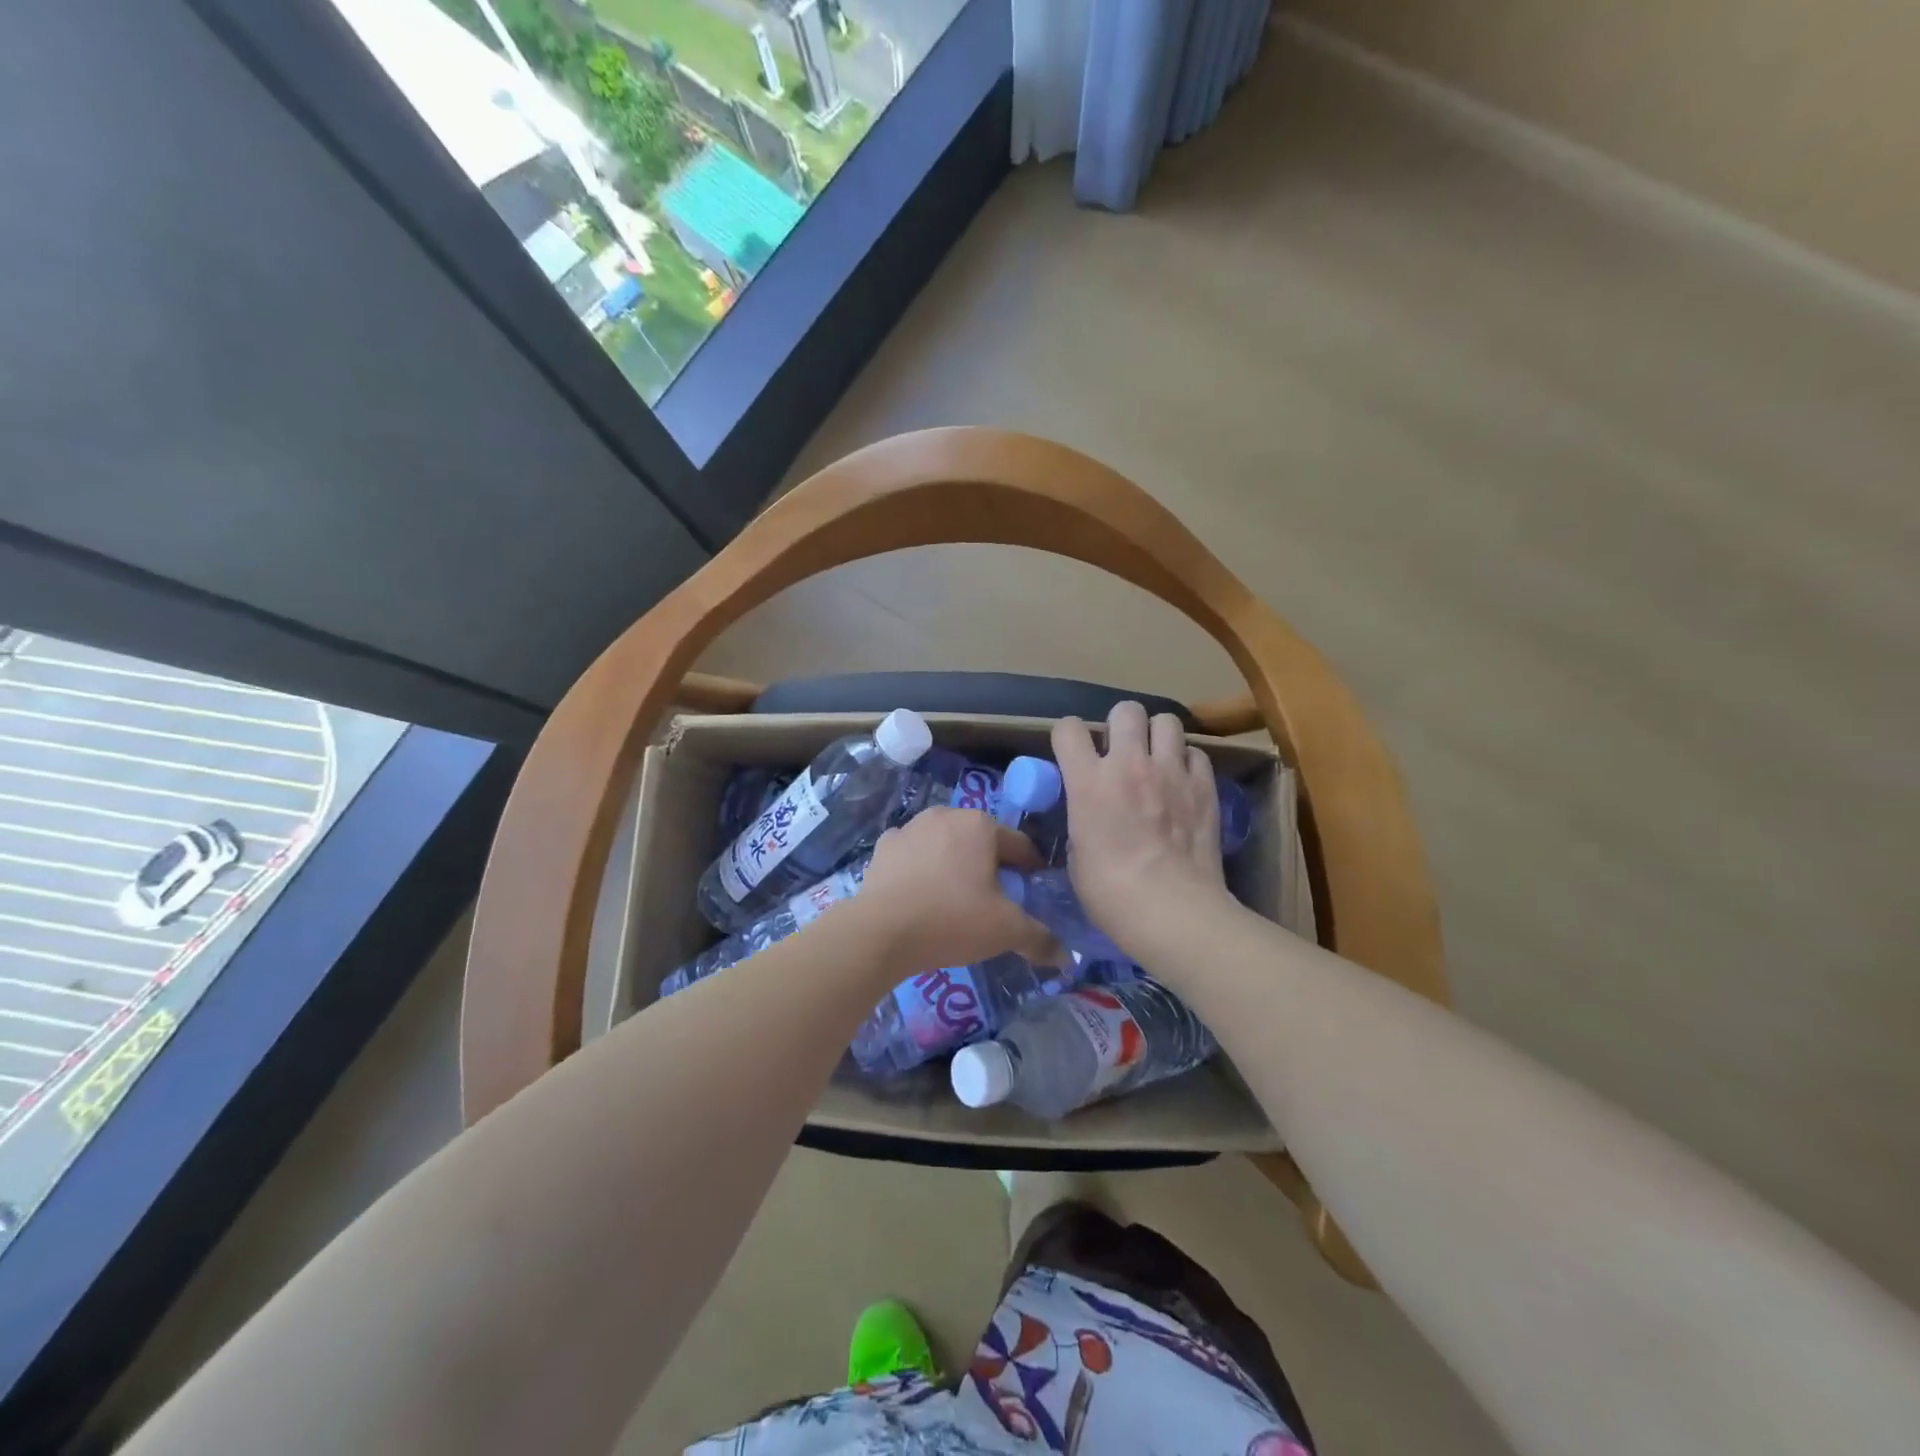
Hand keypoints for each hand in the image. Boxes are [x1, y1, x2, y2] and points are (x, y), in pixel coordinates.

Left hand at [849, 808, 1059, 976]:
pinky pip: (913, 854)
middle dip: (991, 864)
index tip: (1034, 889)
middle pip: (980, 841)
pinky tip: (921, 893)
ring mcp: (910, 828)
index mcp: (980, 825)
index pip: (1019, 845)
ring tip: (956, 897)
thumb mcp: (1005, 931)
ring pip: (945, 844)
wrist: (881, 931)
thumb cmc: (952, 919)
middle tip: (997, 898)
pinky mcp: (883, 847)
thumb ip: (1039, 939)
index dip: (1031, 868)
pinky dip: (920, 868)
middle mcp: (946, 815)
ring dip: (954, 863)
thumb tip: (1066, 958)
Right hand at [1053, 703, 1231, 953]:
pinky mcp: (1205, 786)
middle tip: (1121, 751)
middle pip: (1125, 709)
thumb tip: (1090, 813)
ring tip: (1156, 759)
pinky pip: (1196, 753)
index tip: (1072, 752)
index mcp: (1088, 782)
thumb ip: (1082, 818)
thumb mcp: (1077, 854)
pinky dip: (1187, 762)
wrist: (1172, 911)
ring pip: (1167, 720)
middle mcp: (1129, 764)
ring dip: (1157, 736)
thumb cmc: (1111, 894)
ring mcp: (1171, 771)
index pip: (1068, 728)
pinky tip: (1183, 783)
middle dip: (1120, 725)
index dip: (1067, 736)